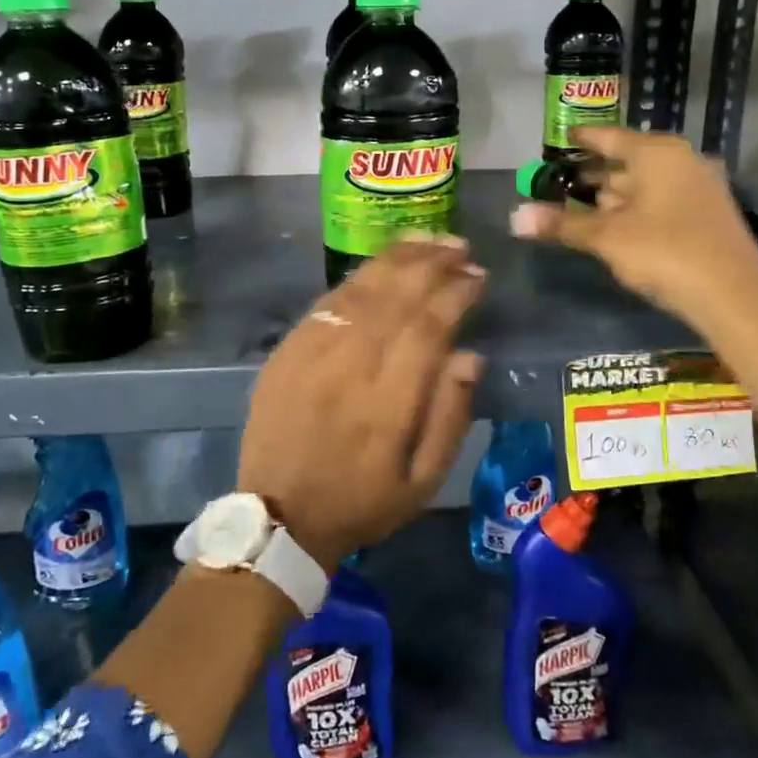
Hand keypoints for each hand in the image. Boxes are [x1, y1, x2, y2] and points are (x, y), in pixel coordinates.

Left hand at [237, 238, 485, 571]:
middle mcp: (349, 368)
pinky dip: (359, 277)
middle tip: (459, 247)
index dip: (456, 295)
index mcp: (387, 405)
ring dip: (398, 260)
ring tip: (428, 240)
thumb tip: (471, 356)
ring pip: (360, 290)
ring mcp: (312, 354)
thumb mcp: (422, 483)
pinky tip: (381, 265)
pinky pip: (327, 301)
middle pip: (395, 298)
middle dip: (432, 265)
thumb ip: (450, 417)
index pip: (428, 329)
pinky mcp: (287, 350)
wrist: (279, 517)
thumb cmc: (362, 502)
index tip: (478, 276)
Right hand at [510, 126, 757, 328]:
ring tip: (584, 205)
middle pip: (628, 160)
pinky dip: (637, 207)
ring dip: (616, 194)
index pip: (609, 137)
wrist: (734, 295)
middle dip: (596, 172)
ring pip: (646, 183)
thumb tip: (514, 218)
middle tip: (563, 180)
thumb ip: (562, 224)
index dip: (582, 139)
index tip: (561, 138)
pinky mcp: (708, 213)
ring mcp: (700, 186)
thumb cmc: (664, 252)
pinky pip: (663, 199)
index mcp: (657, 154)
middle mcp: (681, 161)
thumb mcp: (606, 238)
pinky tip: (619, 225)